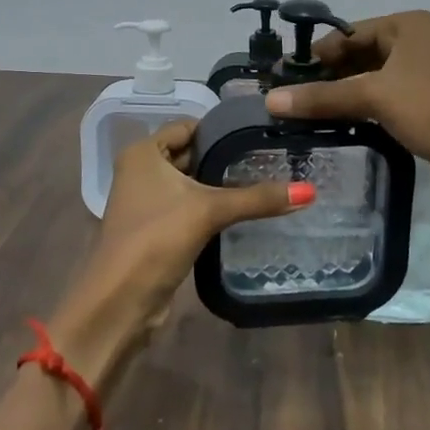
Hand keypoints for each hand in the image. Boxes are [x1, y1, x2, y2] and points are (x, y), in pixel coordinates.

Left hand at [51, 121, 308, 382]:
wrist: (119, 303)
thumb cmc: (156, 239)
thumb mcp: (209, 211)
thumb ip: (258, 199)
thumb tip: (309, 192)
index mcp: (143, 153)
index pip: (188, 127)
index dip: (222, 129)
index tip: (260, 133)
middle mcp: (141, 171)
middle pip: (191, 154)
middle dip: (226, 157)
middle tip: (272, 157)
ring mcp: (147, 202)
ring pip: (192, 183)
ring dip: (221, 185)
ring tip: (267, 180)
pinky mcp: (157, 230)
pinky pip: (190, 208)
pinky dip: (213, 207)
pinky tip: (245, 211)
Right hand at [262, 10, 429, 205]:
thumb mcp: (374, 97)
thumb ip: (322, 97)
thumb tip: (269, 99)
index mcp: (406, 25)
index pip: (347, 33)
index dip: (314, 56)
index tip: (280, 78)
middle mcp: (413, 42)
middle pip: (356, 55)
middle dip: (324, 77)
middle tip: (286, 99)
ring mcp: (419, 73)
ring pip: (367, 79)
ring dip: (338, 95)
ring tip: (300, 114)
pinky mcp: (422, 102)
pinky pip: (379, 98)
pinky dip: (357, 108)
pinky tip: (332, 124)